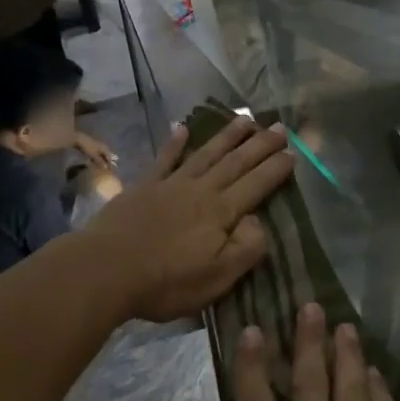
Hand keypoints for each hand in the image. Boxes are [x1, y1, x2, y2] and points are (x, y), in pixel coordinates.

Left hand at [72, 132, 119, 168]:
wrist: (78, 139)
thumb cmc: (88, 147)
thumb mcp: (94, 155)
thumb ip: (100, 162)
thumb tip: (106, 168)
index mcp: (105, 148)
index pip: (109, 157)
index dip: (109, 164)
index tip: (109, 170)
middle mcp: (103, 146)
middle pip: (106, 155)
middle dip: (106, 161)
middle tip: (105, 168)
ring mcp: (97, 145)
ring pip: (101, 154)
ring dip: (101, 160)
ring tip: (99, 166)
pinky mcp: (92, 146)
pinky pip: (96, 153)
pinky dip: (96, 157)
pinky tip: (93, 161)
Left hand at [76, 116, 291, 320]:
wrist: (106, 270)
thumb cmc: (166, 281)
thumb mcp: (217, 278)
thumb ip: (245, 249)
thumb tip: (259, 222)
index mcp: (221, 213)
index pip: (256, 185)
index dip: (276, 169)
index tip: (293, 152)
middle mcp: (200, 190)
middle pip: (235, 163)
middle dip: (260, 144)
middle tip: (279, 126)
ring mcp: (171, 185)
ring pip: (206, 154)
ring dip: (227, 136)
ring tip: (245, 119)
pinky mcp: (144, 187)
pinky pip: (164, 160)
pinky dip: (175, 143)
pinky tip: (183, 128)